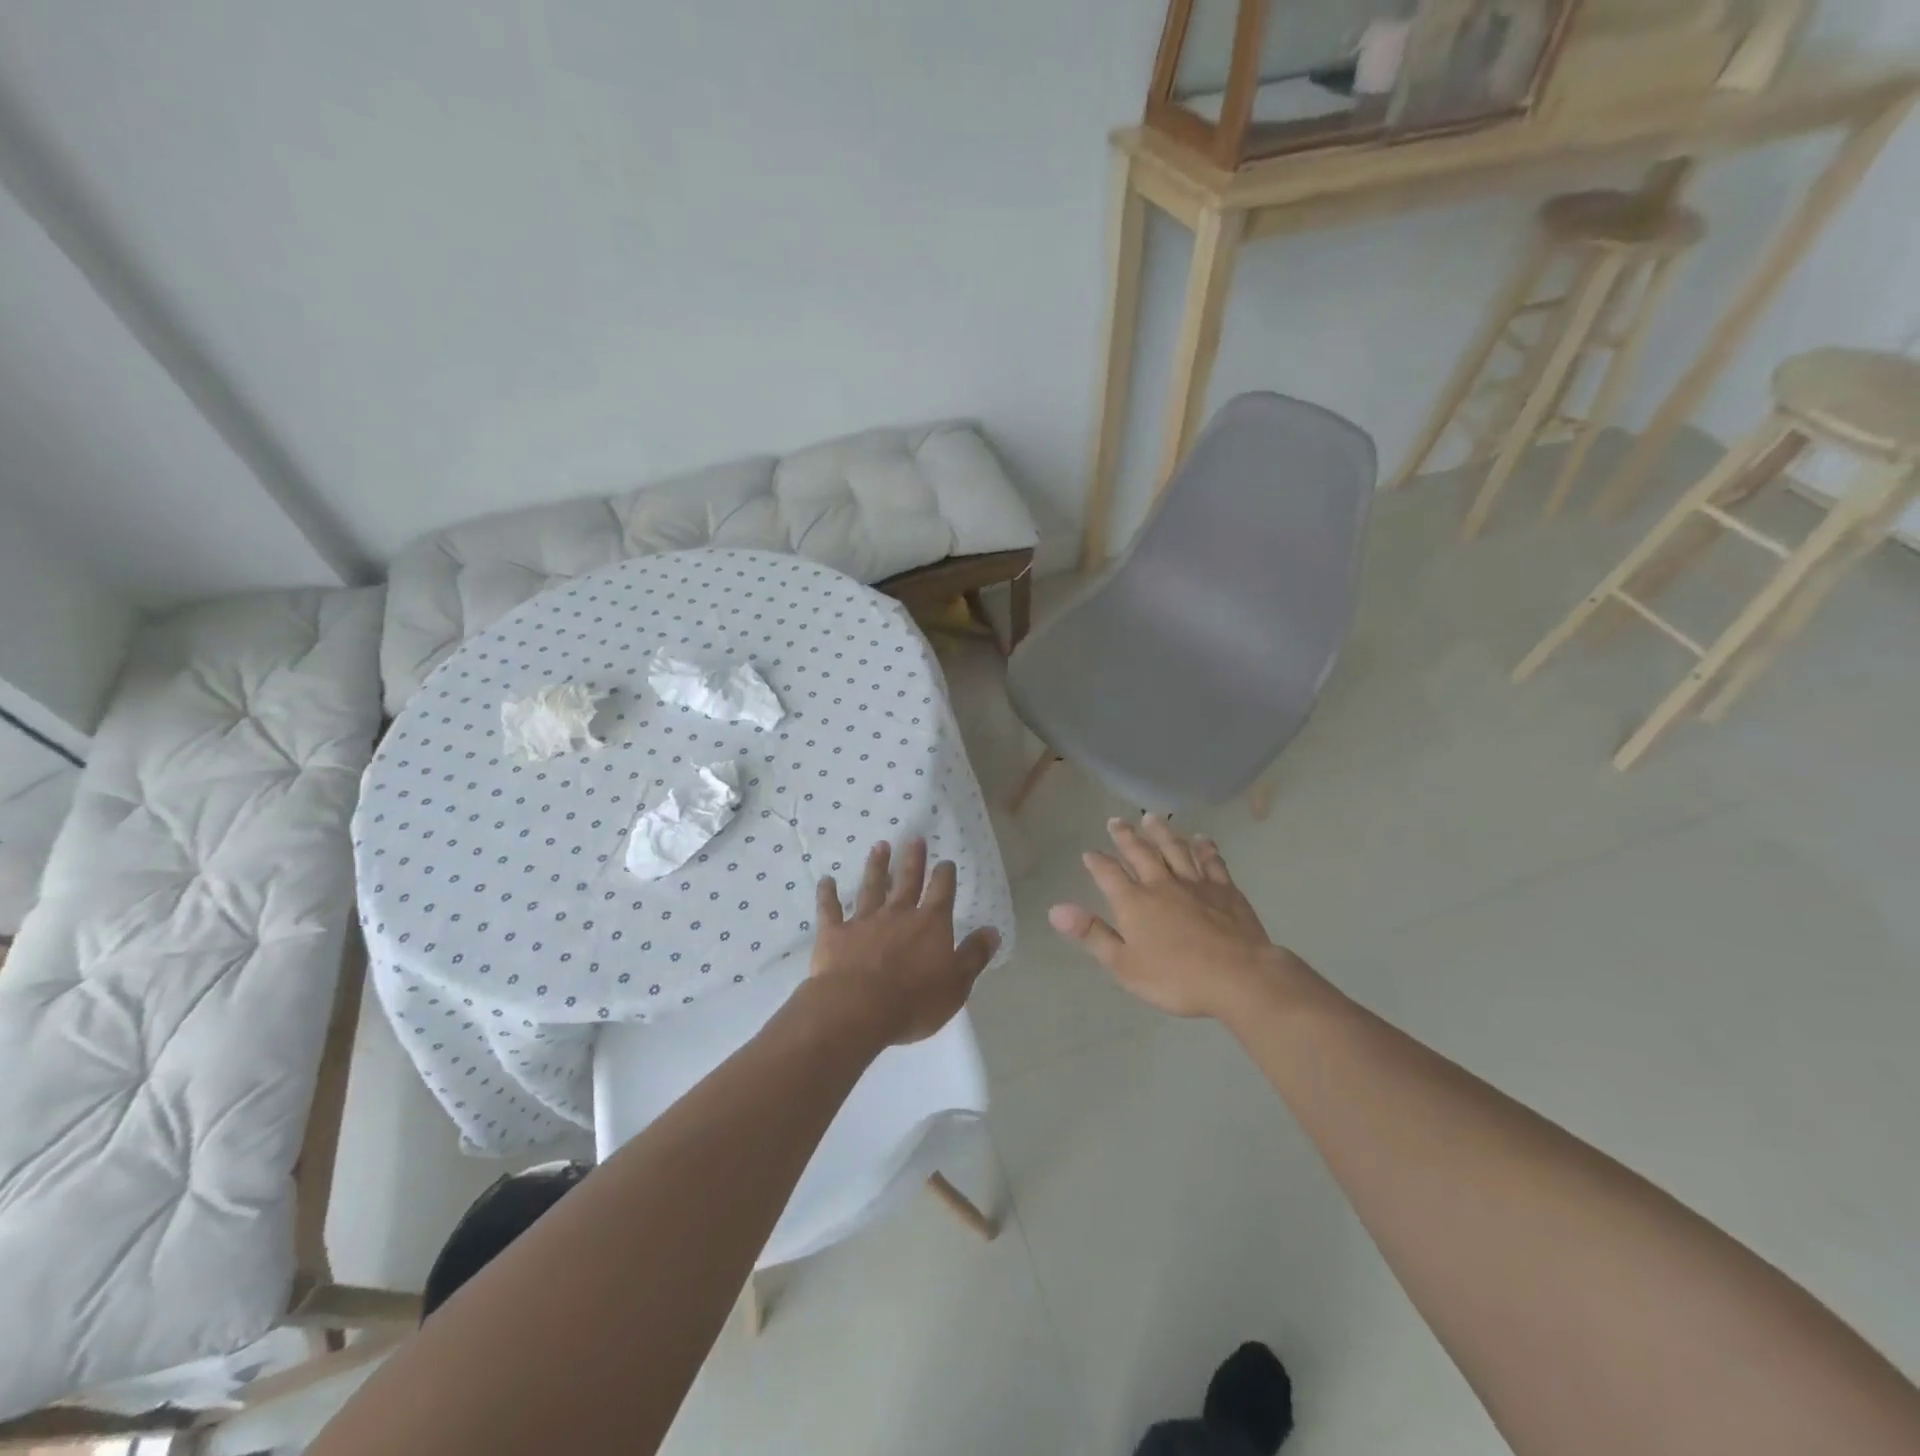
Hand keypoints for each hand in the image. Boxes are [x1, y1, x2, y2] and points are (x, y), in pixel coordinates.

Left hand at [809, 839, 1000, 1046]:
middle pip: (908, 881)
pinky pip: (830, 909)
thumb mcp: (956, 983)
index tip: (946, 862)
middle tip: (915, 839)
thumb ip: (974, 955)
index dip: (945, 875)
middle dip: (913, 860)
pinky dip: (827, 894)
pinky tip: (826, 880)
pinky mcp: (835, 933)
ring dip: (876, 866)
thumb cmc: (914, 1000)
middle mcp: (898, 914)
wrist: (857, 1008)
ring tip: (879, 846)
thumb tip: (992, 931)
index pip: (941, 892)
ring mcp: (864, 921)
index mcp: (930, 924)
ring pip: (872, 887)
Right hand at [1049, 815, 1298, 1020]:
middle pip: (1140, 853)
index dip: (1097, 862)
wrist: (1238, 977)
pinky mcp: (1225, 889)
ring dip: (1161, 833)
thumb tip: (1055, 909)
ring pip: (1174, 849)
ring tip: (1152, 818)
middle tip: (1115, 821)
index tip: (1089, 853)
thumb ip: (1092, 933)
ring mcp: (1196, 883)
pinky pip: (1211, 861)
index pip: (1109, 874)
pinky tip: (1201, 839)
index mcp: (1134, 902)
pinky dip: (1204, 848)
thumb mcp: (1124, 964)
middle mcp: (1161, 884)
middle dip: (1126, 836)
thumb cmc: (1176, 978)